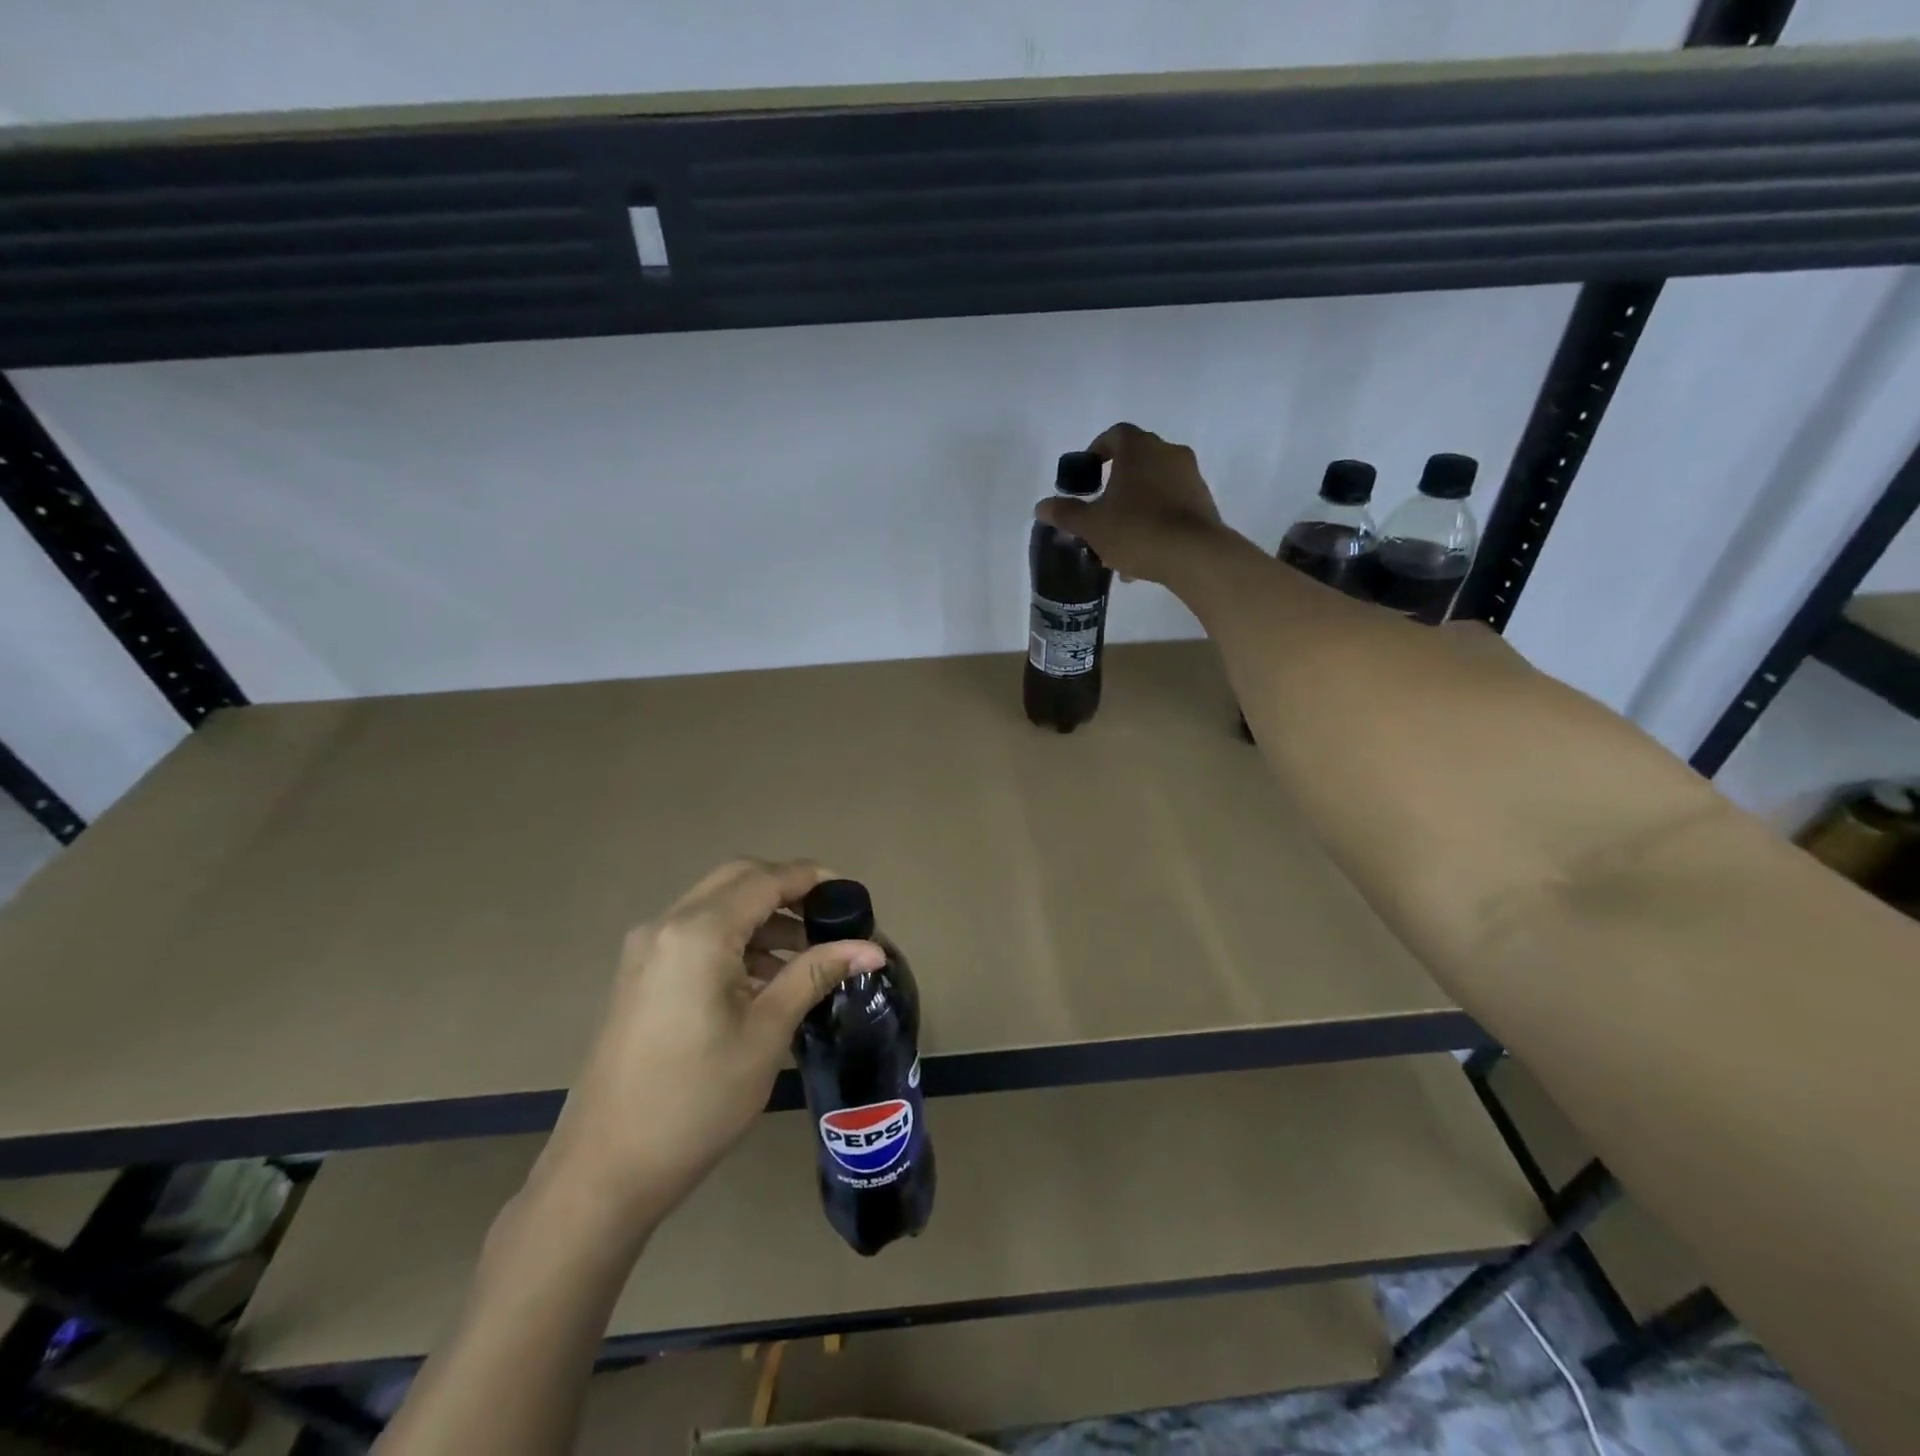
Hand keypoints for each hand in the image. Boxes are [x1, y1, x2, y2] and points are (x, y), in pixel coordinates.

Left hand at [534, 859, 884, 1230]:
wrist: (604, 1171)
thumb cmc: (696, 1101)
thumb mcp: (766, 1033)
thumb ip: (815, 974)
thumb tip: (873, 948)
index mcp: (697, 932)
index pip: (766, 879)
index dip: (812, 879)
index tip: (853, 896)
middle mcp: (667, 925)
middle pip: (737, 880)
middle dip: (787, 891)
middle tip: (830, 920)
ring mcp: (647, 950)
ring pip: (716, 906)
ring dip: (762, 918)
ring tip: (808, 956)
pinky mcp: (640, 976)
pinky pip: (696, 935)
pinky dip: (736, 940)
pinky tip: (766, 979)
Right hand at [1036, 423, 1224, 583]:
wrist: (1194, 555)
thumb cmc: (1136, 530)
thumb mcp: (1091, 525)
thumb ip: (1066, 513)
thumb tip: (1042, 506)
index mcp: (1139, 448)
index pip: (1114, 435)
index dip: (1096, 451)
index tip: (1086, 475)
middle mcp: (1168, 452)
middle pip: (1136, 461)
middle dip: (1115, 486)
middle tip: (1099, 511)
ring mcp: (1190, 476)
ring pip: (1153, 487)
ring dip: (1134, 508)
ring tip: (1118, 543)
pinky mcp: (1204, 501)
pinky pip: (1171, 505)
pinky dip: (1154, 521)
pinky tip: (1142, 553)